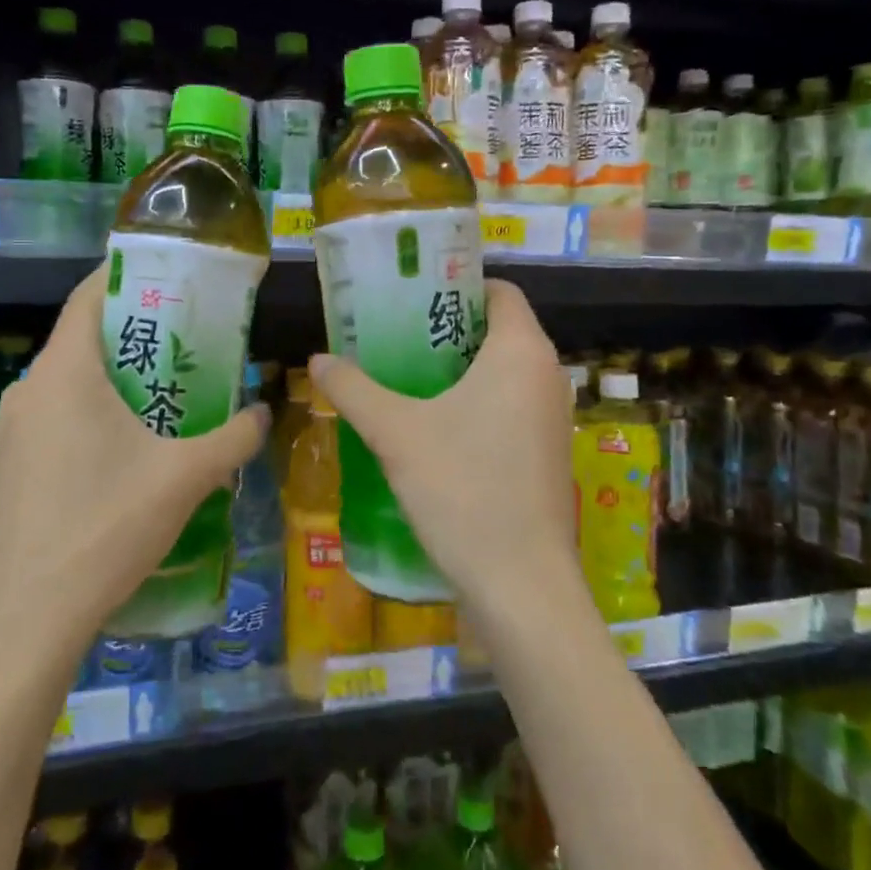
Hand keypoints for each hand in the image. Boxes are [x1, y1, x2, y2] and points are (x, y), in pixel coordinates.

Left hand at [0, 266, 268, 663]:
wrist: (24, 622)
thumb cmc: (106, 528)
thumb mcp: (184, 478)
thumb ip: (233, 439)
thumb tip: (264, 412)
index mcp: (63, 375)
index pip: (86, 298)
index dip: (122, 277)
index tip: (163, 279)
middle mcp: (23, 394)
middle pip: (78, 345)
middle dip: (128, 342)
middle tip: (179, 352)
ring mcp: (2, 437)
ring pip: (60, 391)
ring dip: (103, 388)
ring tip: (151, 408)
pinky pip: (43, 429)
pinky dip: (78, 425)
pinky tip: (110, 465)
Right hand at [307, 280, 577, 614]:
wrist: (521, 584)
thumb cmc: (463, 489)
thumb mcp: (396, 433)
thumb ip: (354, 389)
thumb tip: (318, 360)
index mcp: (521, 351)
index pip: (498, 291)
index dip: (455, 285)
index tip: (410, 297)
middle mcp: (547, 375)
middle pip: (498, 329)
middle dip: (447, 328)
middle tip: (394, 334)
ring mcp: (552, 417)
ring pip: (504, 370)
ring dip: (459, 368)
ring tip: (405, 375)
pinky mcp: (548, 452)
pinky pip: (510, 404)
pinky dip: (476, 400)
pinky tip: (434, 425)